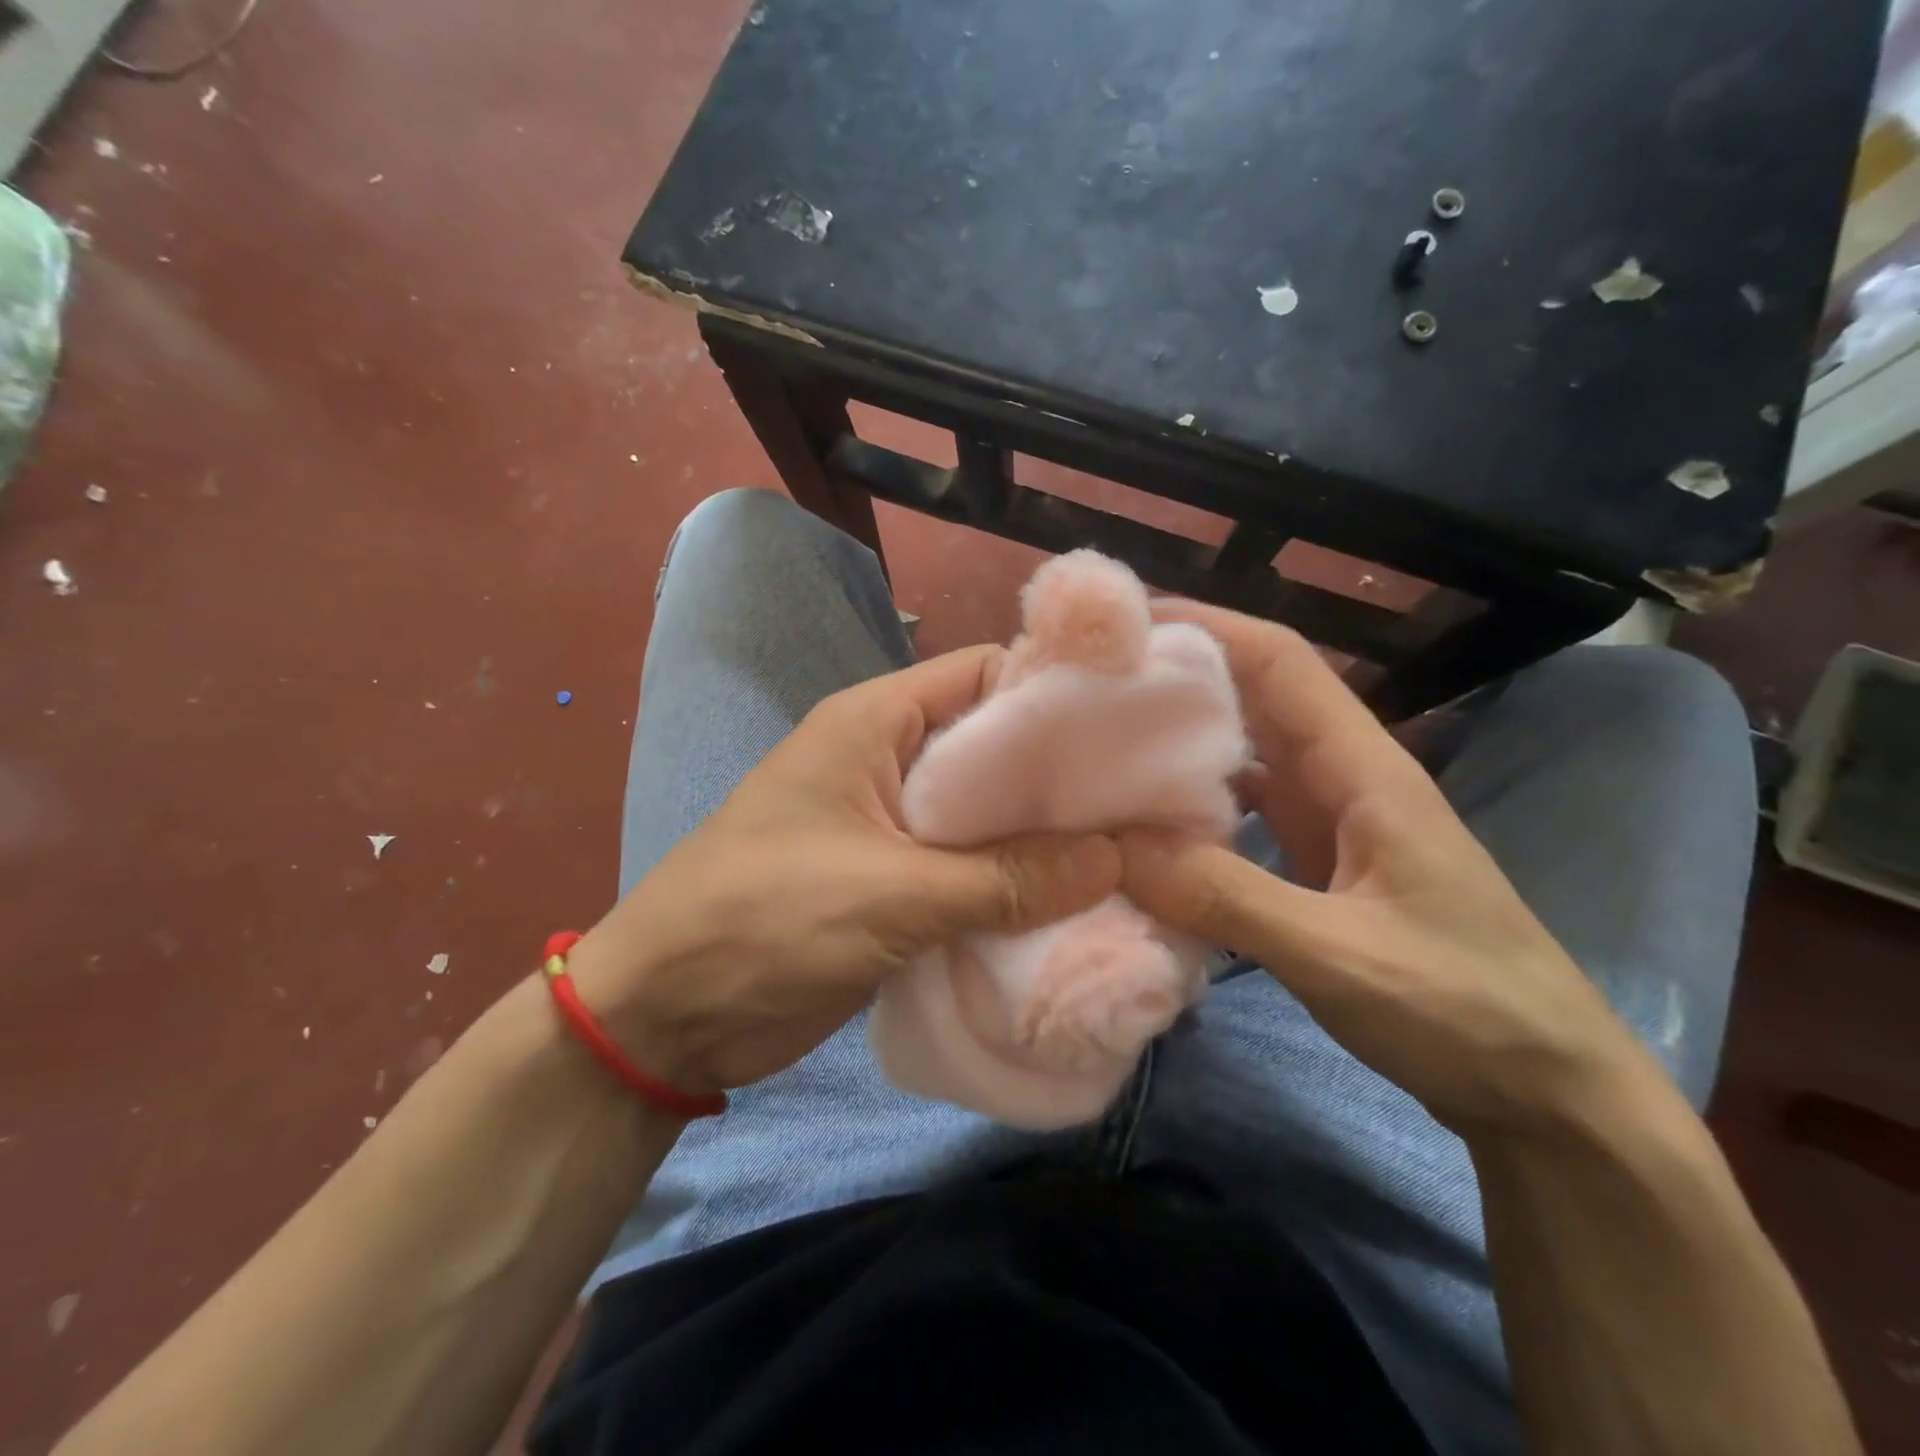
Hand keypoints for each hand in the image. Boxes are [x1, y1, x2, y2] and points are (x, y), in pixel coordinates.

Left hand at [567, 646, 1121, 1096]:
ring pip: (987, 817)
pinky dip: (1014, 886)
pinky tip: (1074, 906)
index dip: (1055, 695)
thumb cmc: (764, 921)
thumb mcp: (893, 893)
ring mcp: (891, 824)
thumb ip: (1007, 876)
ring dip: (1043, 841)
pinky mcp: (894, 882)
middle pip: (994, 750)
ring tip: (1130, 859)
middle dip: (1062, 779)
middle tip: (1146, 807)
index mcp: (877, 722)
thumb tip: (1114, 855)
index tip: (1131, 731)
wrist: (665, 1013)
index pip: (984, 676)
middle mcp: (889, 759)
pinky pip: (970, 870)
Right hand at [1118, 604, 1666, 1139]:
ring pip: (1243, 753)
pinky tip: (1146, 821)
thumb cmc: (1467, 1009)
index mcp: (1364, 769)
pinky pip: (1242, 811)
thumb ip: (1227, 897)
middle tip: (1090, 683)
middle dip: (1178, 677)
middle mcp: (1344, 777)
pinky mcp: (1316, 862)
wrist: (1546, 1089)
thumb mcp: (1341, 955)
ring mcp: (1330, 820)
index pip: (1281, 663)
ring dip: (1179, 740)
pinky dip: (1192, 805)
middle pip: (1254, 697)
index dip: (1208, 627)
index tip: (1126, 624)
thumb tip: (1117, 848)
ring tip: (1101, 740)